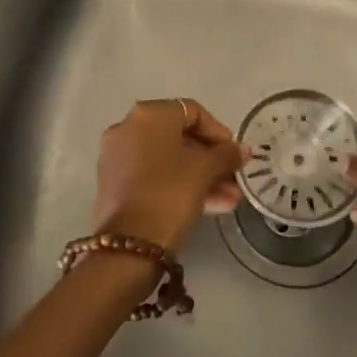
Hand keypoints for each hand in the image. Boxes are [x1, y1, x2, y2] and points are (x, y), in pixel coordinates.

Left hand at [94, 99, 243, 253]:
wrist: (128, 245)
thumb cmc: (170, 194)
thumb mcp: (204, 170)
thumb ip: (226, 154)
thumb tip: (242, 149)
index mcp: (149, 115)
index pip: (193, 112)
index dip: (219, 132)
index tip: (235, 154)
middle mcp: (128, 127)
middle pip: (179, 136)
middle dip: (211, 159)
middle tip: (234, 178)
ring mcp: (117, 156)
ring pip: (168, 159)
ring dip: (201, 176)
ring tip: (230, 200)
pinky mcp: (114, 183)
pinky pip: (153, 175)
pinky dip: (179, 184)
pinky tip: (209, 206)